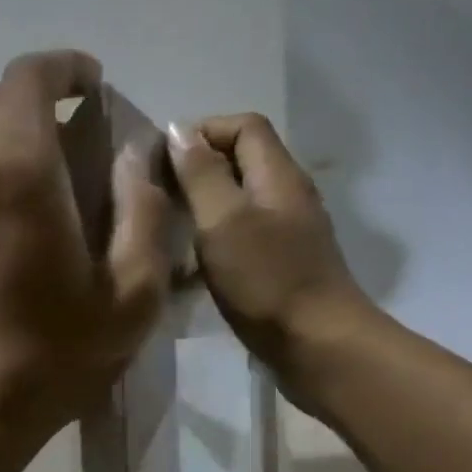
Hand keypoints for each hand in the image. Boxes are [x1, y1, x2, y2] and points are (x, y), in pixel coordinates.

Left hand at [0, 49, 172, 457]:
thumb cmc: (47, 359)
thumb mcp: (128, 296)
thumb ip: (142, 212)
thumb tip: (134, 158)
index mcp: (16, 168)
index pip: (31, 76)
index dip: (66, 68)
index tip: (93, 88)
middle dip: (35, 99)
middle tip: (72, 134)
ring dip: (3, 136)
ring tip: (40, 177)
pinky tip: (3, 216)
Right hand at [166, 114, 375, 393]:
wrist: (316, 345)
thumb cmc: (266, 280)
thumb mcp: (223, 221)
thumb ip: (200, 175)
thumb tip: (178, 130)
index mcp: (277, 176)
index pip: (243, 126)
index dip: (201, 131)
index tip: (160, 159)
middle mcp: (286, 196)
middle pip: (240, 162)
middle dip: (195, 170)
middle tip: (155, 195)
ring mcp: (285, 233)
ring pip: (237, 202)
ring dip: (200, 208)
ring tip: (164, 228)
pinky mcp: (278, 266)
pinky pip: (239, 237)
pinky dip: (210, 241)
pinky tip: (187, 268)